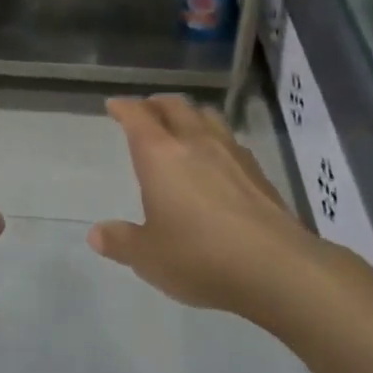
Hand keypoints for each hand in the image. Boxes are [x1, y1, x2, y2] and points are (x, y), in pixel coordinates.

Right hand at [89, 95, 305, 315]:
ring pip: (206, 116)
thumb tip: (96, 234)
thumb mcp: (149, 257)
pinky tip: (217, 158)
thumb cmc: (200, 256)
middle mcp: (194, 143)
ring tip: (182, 125)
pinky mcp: (258, 171)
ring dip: (189, 115)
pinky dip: (215, 138)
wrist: (276, 267)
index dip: (124, 108)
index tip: (115, 105)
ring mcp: (231, 153)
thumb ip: (121, 242)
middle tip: (146, 111)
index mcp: (160, 155)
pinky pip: (230, 140)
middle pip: (174, 107)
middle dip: (156, 105)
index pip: (137, 117)